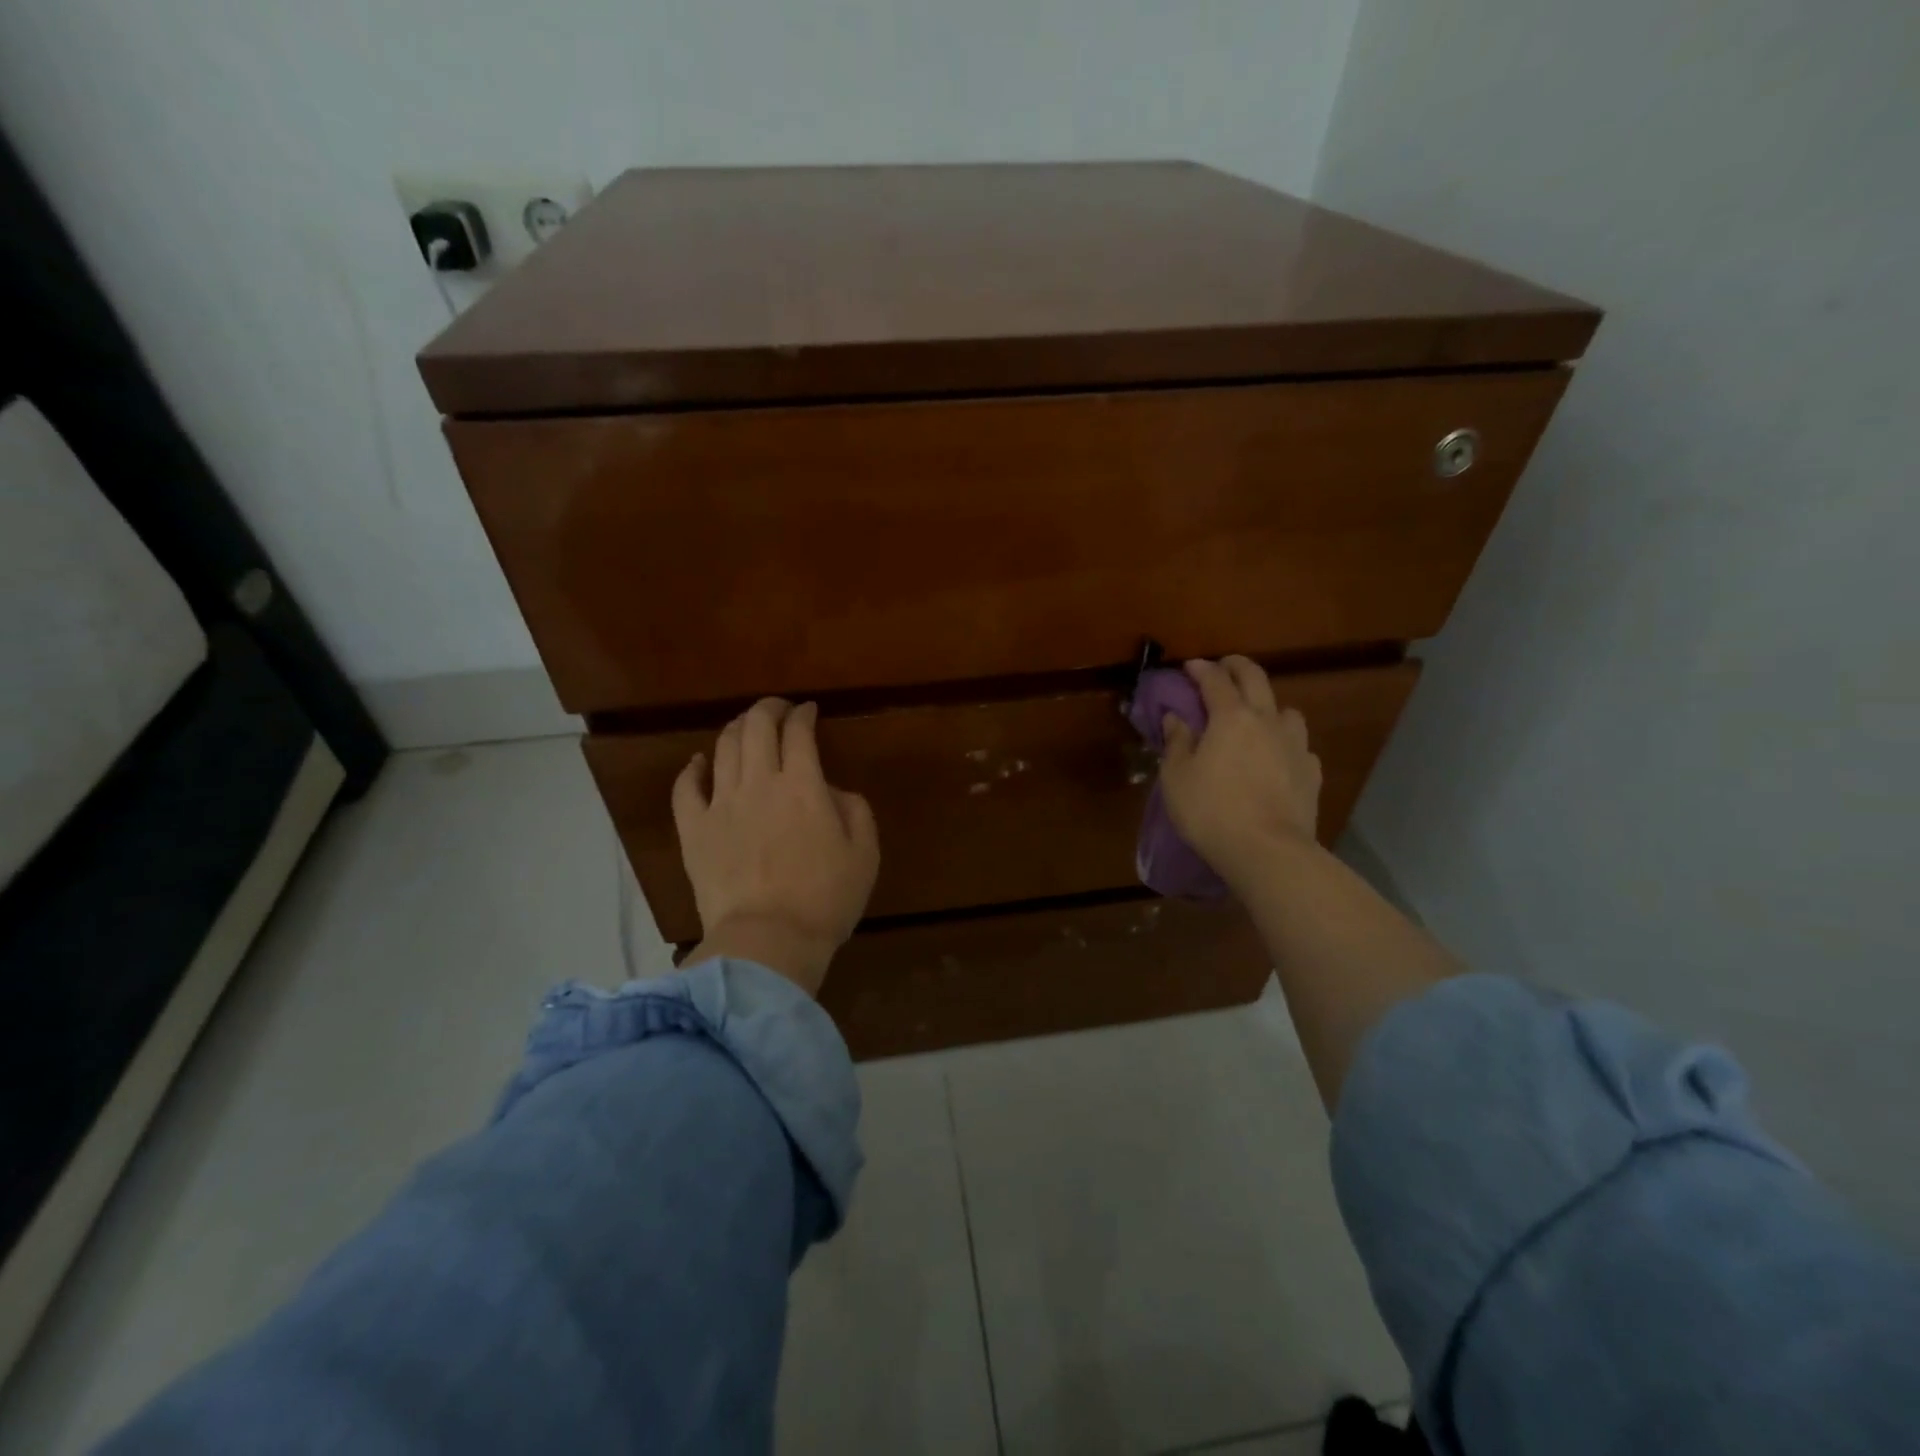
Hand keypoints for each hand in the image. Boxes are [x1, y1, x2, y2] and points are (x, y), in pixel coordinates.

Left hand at [672, 699, 879, 995]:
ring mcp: (720, 805)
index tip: (809, 711)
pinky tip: (699, 763)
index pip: (799, 732)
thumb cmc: (825, 900)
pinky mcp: (693, 830)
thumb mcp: (864, 853)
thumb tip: (831, 790)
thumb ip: (855, 810)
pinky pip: (685, 788)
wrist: (767, 942)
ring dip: (737, 729)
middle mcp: (759, 783)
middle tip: (778, 709)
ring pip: (723, 748)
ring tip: (746, 728)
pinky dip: (692, 769)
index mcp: (803, 786)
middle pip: (756, 728)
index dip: (803, 714)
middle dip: (768, 709)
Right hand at [1158, 657, 1321, 887]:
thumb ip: (1177, 742)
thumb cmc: (1210, 810)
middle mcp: (1267, 721)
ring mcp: (1295, 745)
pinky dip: (1285, 742)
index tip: (1189, 666)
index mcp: (1231, 717)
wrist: (1267, 850)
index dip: (1200, 669)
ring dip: (1269, 705)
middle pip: (1256, 679)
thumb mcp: (1176, 777)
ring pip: (1286, 710)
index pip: (1215, 680)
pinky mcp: (1312, 772)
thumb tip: (1176, 718)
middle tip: (1224, 666)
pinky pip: (1299, 745)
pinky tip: (1278, 757)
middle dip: (1237, 667)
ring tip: (1257, 717)